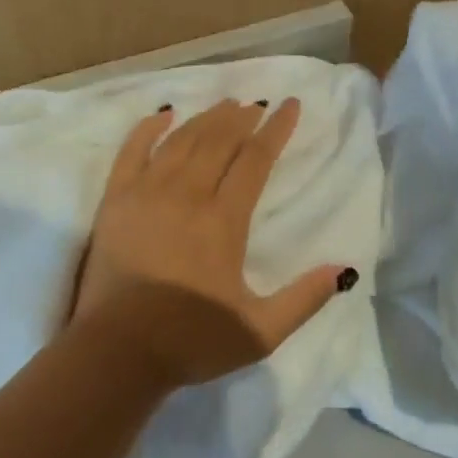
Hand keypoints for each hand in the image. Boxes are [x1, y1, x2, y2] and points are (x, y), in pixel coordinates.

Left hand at [69, 97, 354, 390]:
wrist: (117, 352)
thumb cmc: (190, 340)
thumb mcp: (259, 331)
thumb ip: (303, 300)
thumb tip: (342, 270)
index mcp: (224, 220)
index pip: (256, 159)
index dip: (276, 129)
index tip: (290, 105)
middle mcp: (188, 194)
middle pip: (220, 140)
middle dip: (242, 118)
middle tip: (256, 105)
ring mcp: (148, 192)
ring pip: (183, 139)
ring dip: (207, 118)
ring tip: (225, 105)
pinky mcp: (116, 200)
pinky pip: (132, 150)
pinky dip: (149, 128)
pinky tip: (164, 114)